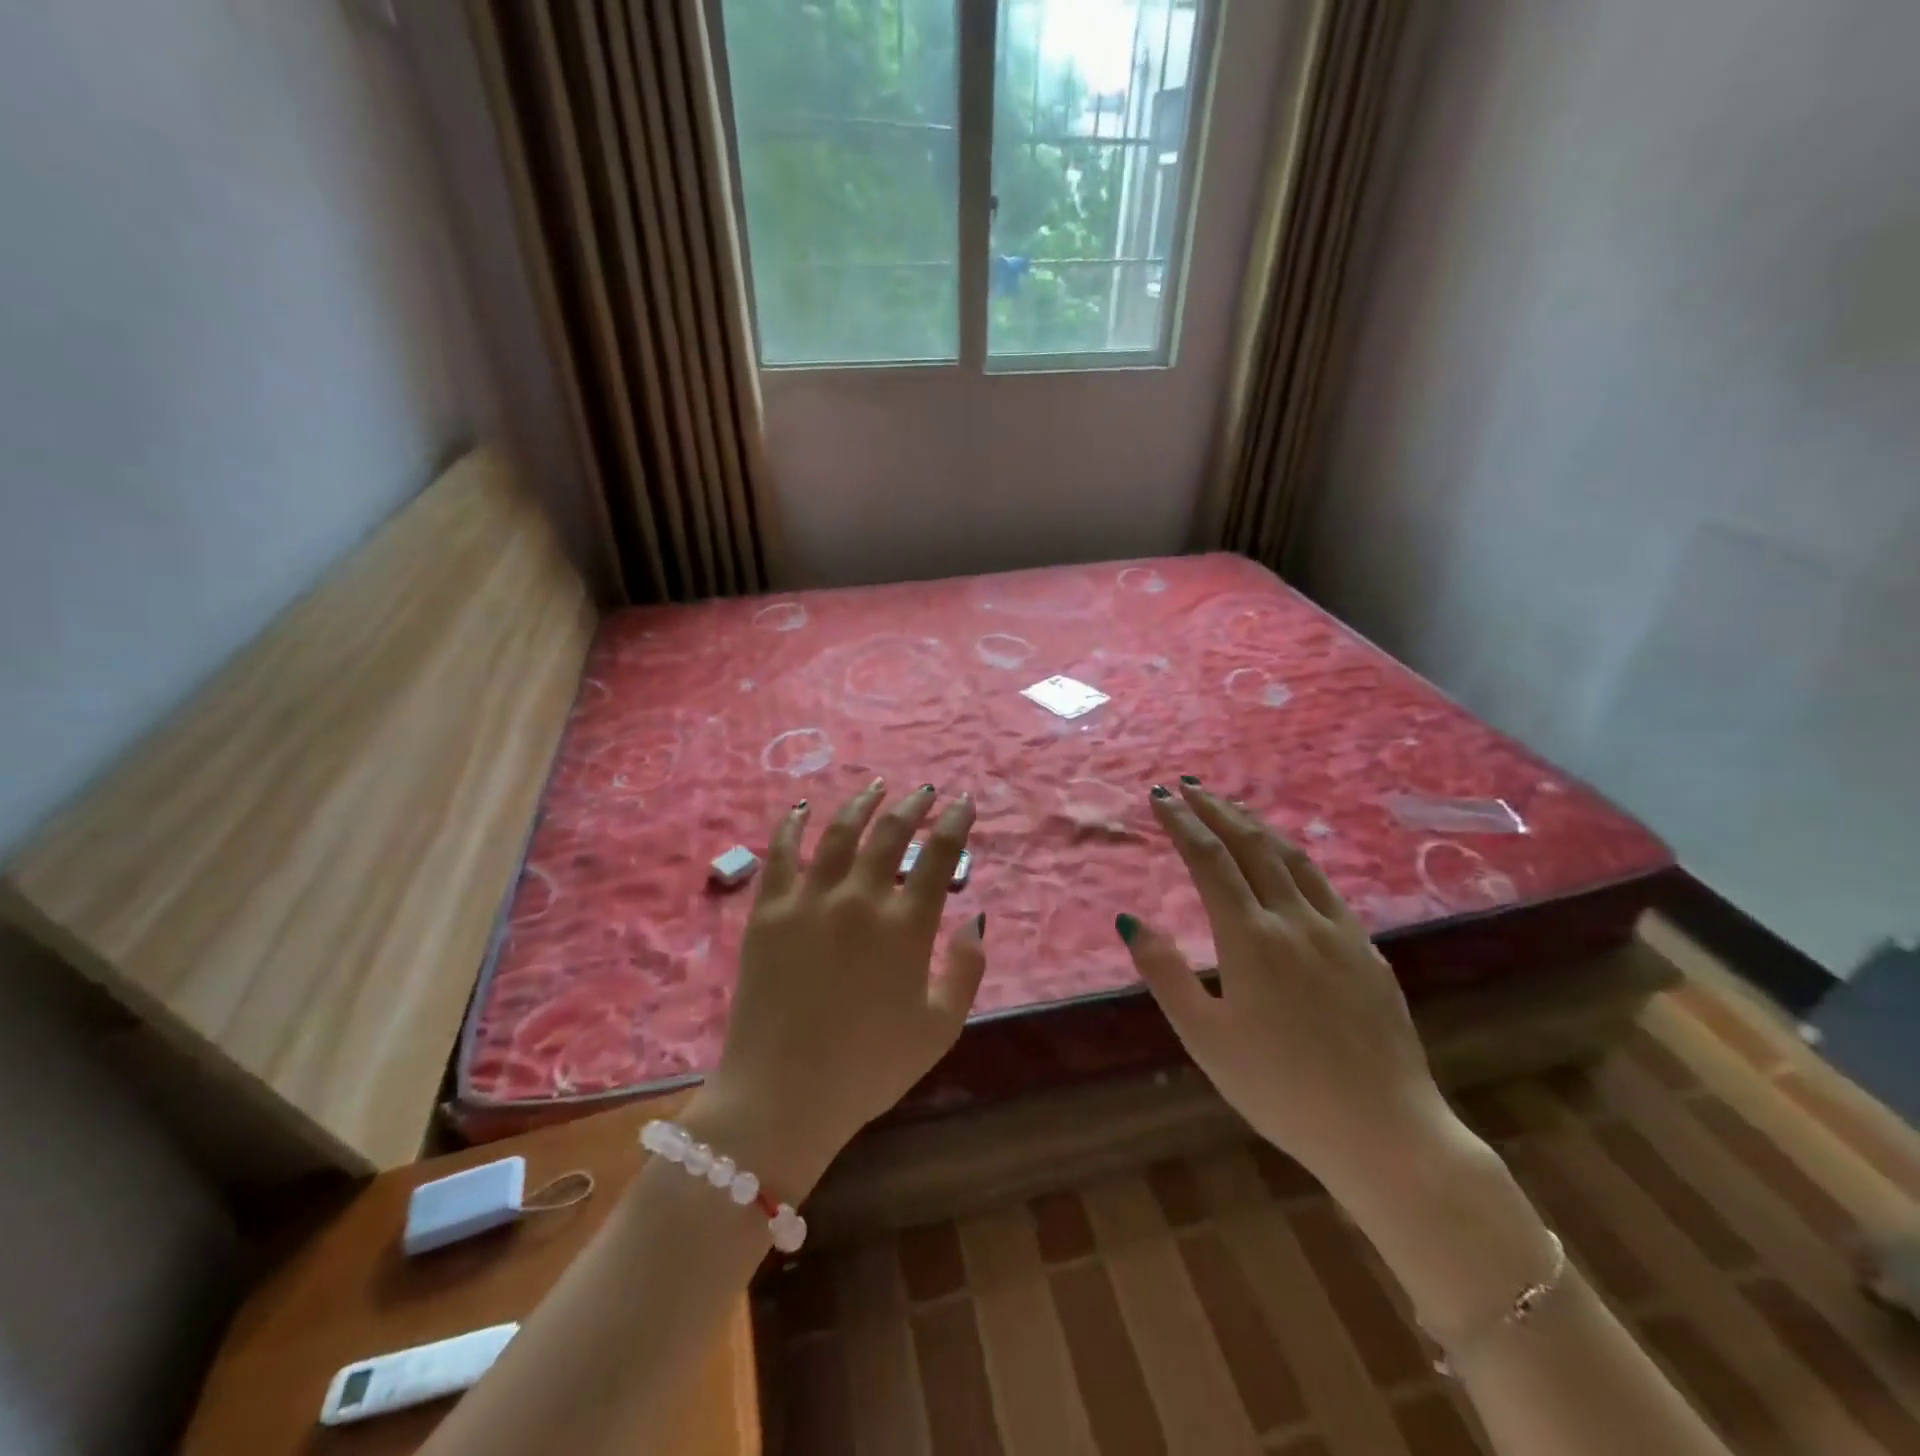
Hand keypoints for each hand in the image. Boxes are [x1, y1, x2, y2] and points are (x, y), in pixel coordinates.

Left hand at [697, 780, 985, 1194]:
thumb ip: (966, 969)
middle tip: (924, 792)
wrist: (782, 1096)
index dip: (955, 822)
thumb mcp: (940, 1028)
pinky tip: (804, 809)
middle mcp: (860, 899)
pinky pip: (781, 854)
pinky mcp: (768, 911)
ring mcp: (809, 900)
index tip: (963, 803)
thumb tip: (973, 916)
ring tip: (876, 788)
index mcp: (906, 927)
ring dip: (862, 804)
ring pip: (839, 832)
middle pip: (890, 834)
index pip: (938, 856)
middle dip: (913, 806)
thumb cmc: (868, 1068)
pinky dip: (793, 826)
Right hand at [1117, 779, 1450, 1193]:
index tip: (1159, 796)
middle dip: (1215, 809)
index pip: (1208, 859)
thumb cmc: (1280, 1089)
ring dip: (1255, 825)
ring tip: (1231, 809)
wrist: (1385, 1132)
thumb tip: (1130, 919)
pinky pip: (1324, 885)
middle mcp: (1294, 919)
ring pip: (1291, 857)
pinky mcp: (1367, 949)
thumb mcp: (1205, 1038)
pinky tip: (1286, 864)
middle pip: (1250, 845)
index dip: (1181, 822)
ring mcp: (1338, 930)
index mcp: (1250, 938)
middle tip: (1189, 786)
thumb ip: (1165, 973)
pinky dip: (1292, 858)